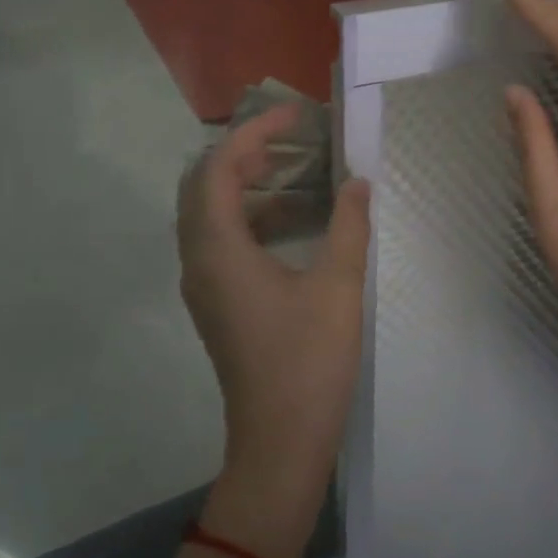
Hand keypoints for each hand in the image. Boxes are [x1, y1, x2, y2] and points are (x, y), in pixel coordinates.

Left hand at [177, 105, 370, 495]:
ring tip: (295, 167)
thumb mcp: (338, 286)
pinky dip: (251, 215)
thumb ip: (348, 225)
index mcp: (219, 251)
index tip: (296, 113)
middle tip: (293, 137)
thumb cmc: (308, 362)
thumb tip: (359, 181)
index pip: (219, 168)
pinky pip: (222, 240)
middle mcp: (199, 261)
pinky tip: (293, 219)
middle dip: (245, 151)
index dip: (254, 132)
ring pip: (210, 213)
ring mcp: (204, 285)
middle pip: (204, 185)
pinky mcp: (218, 303)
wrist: (280, 443)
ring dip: (246, 182)